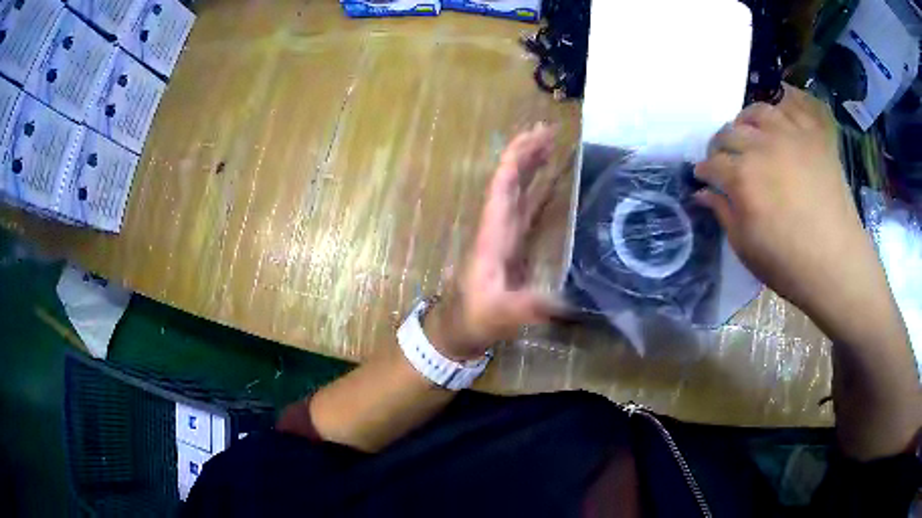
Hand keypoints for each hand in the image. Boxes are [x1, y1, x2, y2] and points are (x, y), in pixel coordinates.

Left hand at [427, 123, 560, 360]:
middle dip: (527, 153)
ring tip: (552, 145)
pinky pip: (528, 208)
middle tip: (549, 130)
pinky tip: (553, 182)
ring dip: (533, 166)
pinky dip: (540, 191)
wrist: (462, 328)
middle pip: (511, 179)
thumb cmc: (477, 318)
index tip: (535, 136)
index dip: (517, 159)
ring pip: (519, 190)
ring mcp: (506, 234)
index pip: (503, 185)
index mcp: (493, 233)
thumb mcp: (501, 315)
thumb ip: (526, 308)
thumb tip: (562, 301)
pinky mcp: (513, 245)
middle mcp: (498, 226)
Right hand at [694, 84, 892, 335]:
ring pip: (757, 112)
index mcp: (742, 177)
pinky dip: (783, 106)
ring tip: (748, 133)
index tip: (703, 178)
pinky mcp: (814, 136)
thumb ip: (723, 213)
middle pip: (729, 133)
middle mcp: (762, 146)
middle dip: (720, 145)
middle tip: (723, 158)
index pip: (712, 164)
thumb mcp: (746, 247)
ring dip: (746, 121)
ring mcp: (791, 136)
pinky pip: (794, 107)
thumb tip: (703, 194)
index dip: (704, 172)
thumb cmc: (788, 264)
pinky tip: (778, 116)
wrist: (836, 263)